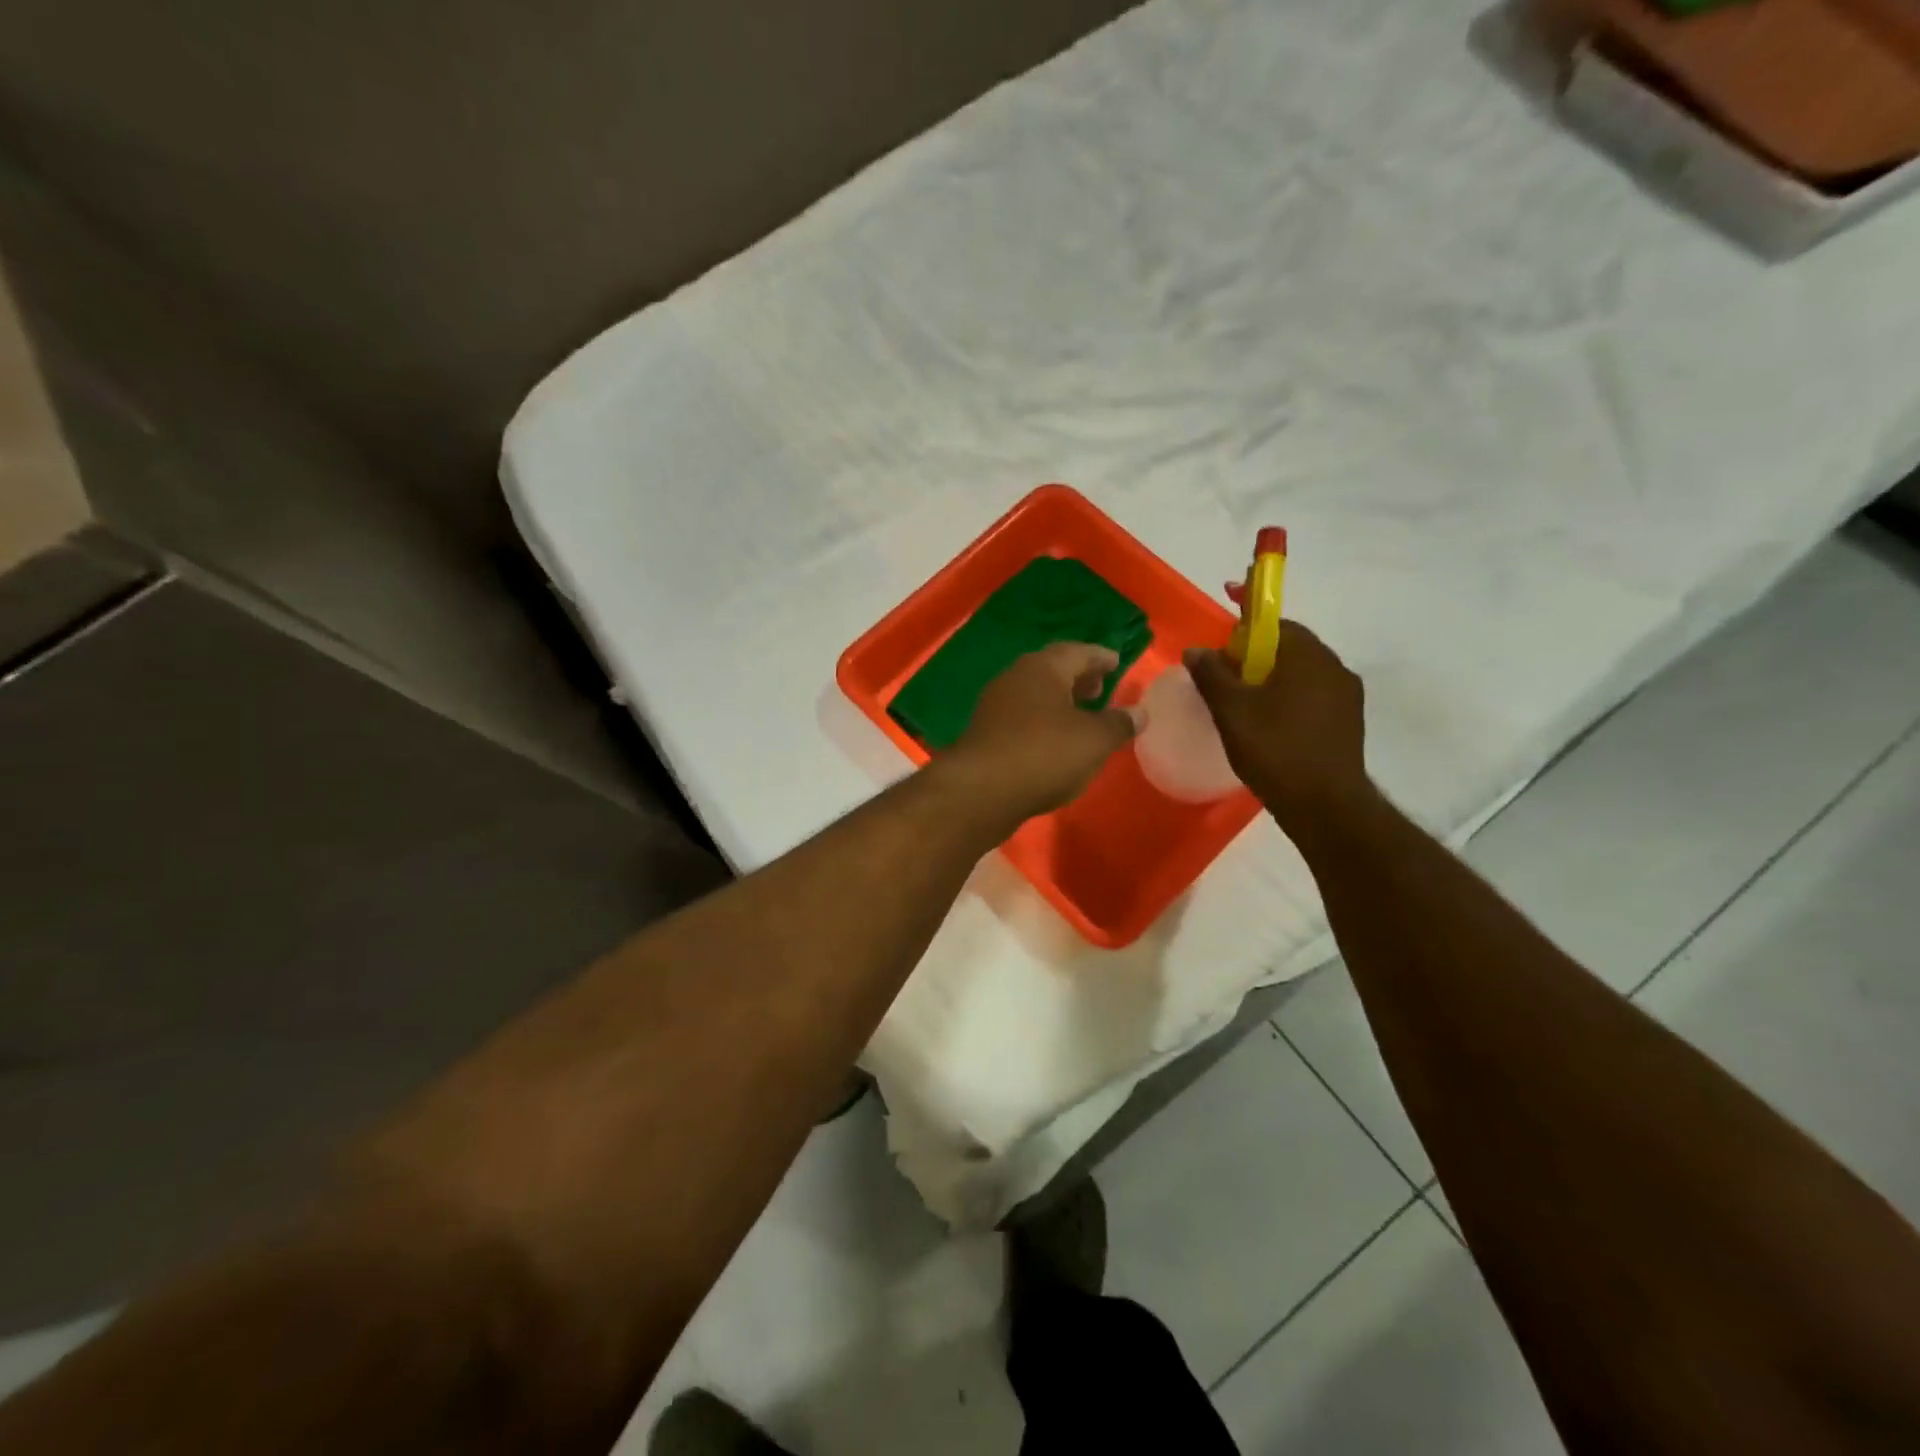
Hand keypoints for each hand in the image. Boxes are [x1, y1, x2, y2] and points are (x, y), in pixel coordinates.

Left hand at [938, 643, 1141, 826]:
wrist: (981, 791)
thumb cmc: (1044, 754)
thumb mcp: (1094, 740)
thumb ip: (1118, 724)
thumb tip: (1139, 712)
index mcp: (1043, 668)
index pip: (1078, 651)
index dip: (1100, 657)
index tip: (1117, 662)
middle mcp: (1015, 678)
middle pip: (1052, 669)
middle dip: (1078, 677)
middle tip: (1100, 687)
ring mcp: (995, 705)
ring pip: (1034, 694)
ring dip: (1059, 701)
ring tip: (1081, 716)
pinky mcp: (985, 733)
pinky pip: (1022, 718)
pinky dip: (1042, 722)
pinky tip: (1054, 743)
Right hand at [1184, 622, 1371, 833]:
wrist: (1325, 806)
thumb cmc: (1274, 750)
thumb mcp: (1232, 710)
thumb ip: (1212, 675)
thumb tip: (1197, 649)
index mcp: (1308, 655)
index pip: (1275, 622)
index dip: (1246, 619)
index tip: (1226, 617)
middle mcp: (1335, 667)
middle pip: (1288, 647)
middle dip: (1255, 654)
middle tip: (1225, 675)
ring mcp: (1347, 696)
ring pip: (1301, 673)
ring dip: (1271, 678)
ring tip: (1242, 704)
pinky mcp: (1349, 722)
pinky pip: (1312, 696)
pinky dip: (1288, 698)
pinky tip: (1267, 724)